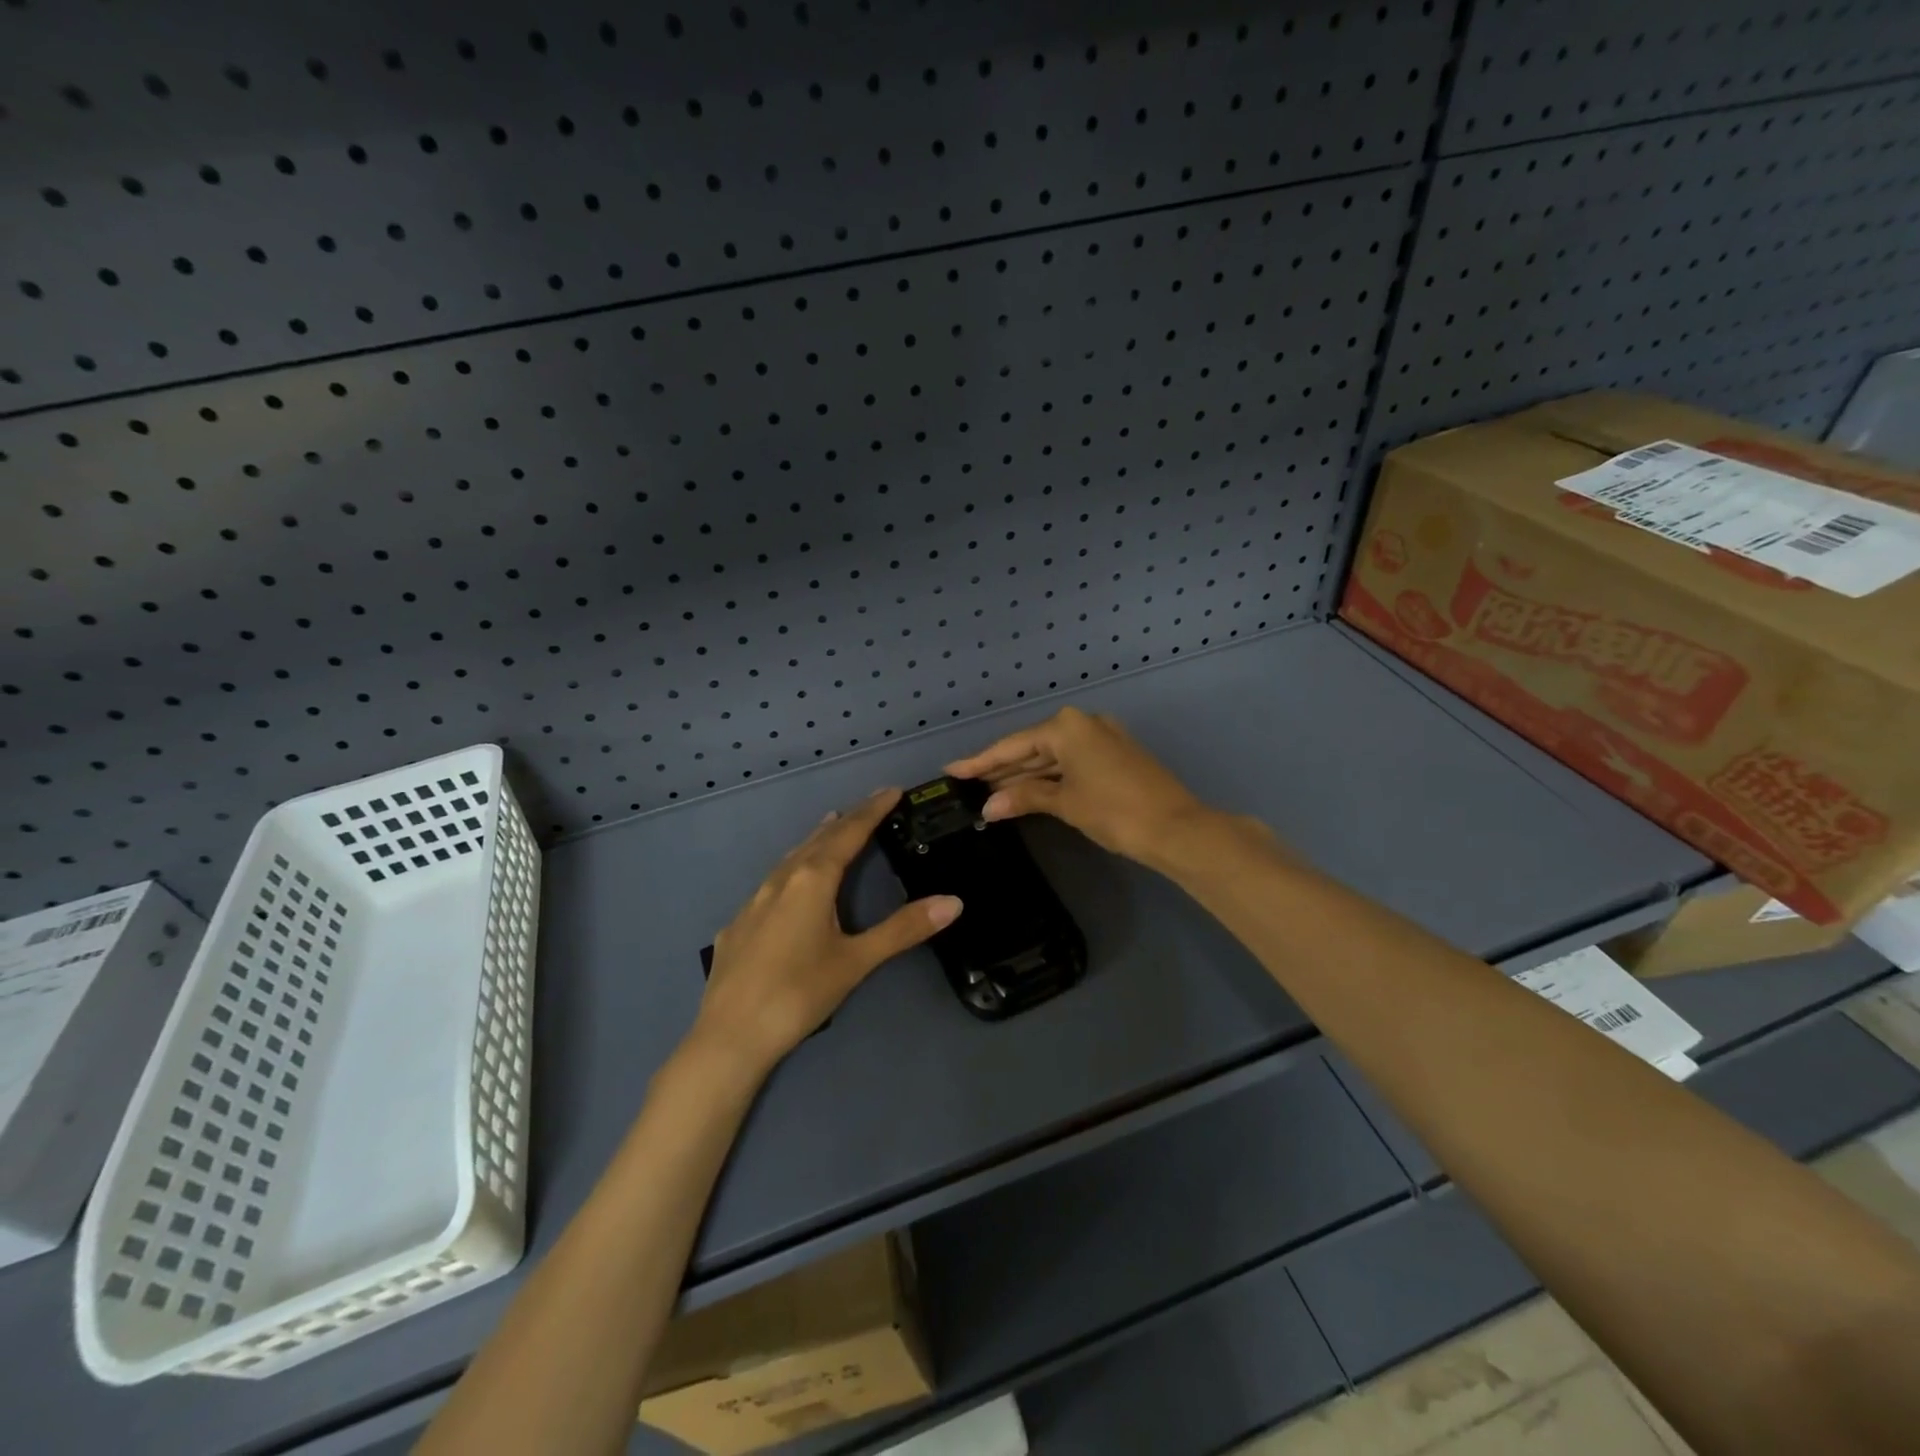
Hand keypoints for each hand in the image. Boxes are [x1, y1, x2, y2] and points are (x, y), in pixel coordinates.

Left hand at [697, 788, 962, 1072]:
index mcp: (812, 880)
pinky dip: (792, 867)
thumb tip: (953, 902)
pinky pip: (771, 881)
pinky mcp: (737, 925)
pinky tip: (791, 883)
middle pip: (819, 839)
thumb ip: (903, 929)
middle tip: (870, 805)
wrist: (729, 1036)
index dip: (872, 810)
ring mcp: (753, 901)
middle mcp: (781, 880)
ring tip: (832, 826)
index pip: (849, 833)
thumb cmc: (799, 994)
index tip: (891, 790)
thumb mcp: (856, 961)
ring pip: (791, 857)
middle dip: (847, 819)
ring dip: (816, 839)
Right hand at [944, 706, 1218, 866]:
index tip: (951, 770)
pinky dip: (1048, 778)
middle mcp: (1082, 724)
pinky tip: (1025, 792)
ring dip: (1023, 776)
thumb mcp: (1065, 803)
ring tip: (988, 793)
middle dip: (1001, 769)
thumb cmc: (1115, 811)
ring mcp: (1101, 739)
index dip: (980, 761)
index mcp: (1067, 727)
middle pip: (1031, 748)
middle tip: (967, 785)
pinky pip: (1069, 763)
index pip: (1013, 745)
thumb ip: (1024, 797)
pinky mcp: (1112, 756)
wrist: (1176, 828)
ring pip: (1051, 757)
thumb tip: (988, 807)